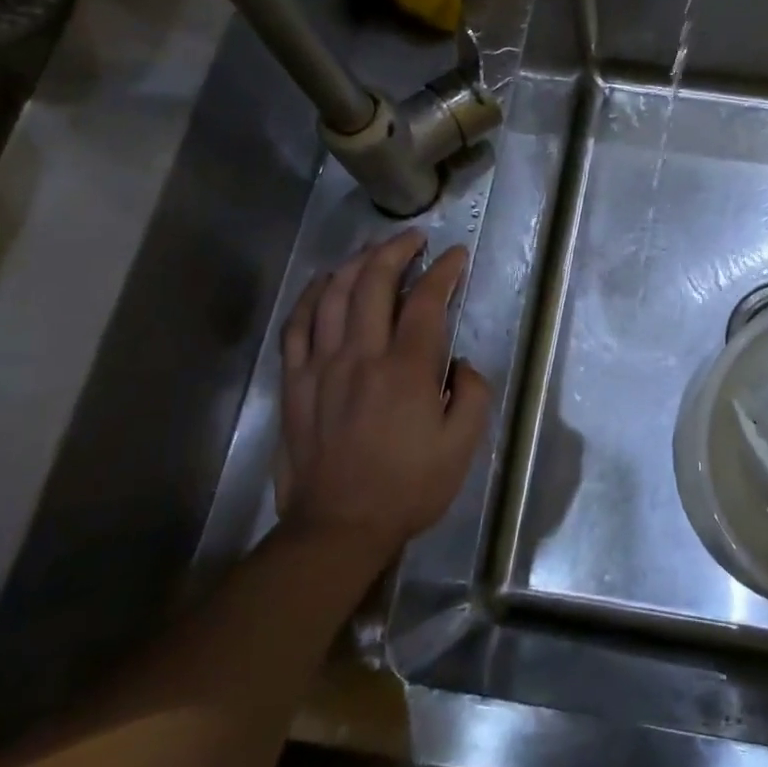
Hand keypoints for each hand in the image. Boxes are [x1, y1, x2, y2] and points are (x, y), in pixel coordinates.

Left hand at [275, 232, 491, 555]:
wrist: (338, 527)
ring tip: (375, 250)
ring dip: (356, 262)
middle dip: (397, 250)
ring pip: (334, 294)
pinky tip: (325, 282)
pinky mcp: (294, 382)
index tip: (456, 255)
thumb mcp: (462, 446)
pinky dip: (312, 295)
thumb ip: (473, 393)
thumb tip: (460, 362)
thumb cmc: (408, 488)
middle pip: (374, 282)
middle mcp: (361, 356)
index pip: (426, 301)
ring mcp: (321, 366)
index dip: (444, 271)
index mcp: (406, 370)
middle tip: (415, 238)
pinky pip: (297, 325)